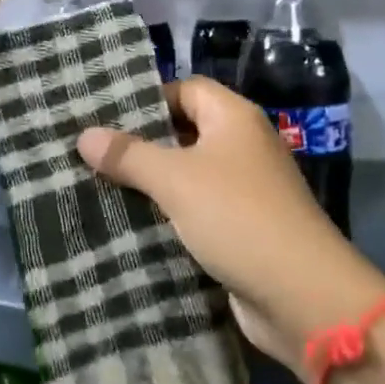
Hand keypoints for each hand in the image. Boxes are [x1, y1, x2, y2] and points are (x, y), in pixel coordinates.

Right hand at [76, 78, 384, 376]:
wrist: (300, 294)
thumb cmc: (237, 218)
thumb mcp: (176, 180)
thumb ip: (129, 155)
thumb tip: (84, 135)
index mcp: (234, 119)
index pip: (186, 89)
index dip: (148, 98)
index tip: (103, 117)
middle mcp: (242, 147)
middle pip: (185, 132)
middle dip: (141, 144)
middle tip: (91, 152)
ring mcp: (244, 190)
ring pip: (188, 175)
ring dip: (151, 183)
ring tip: (98, 186)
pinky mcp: (240, 228)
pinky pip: (196, 210)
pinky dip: (168, 214)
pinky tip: (129, 223)